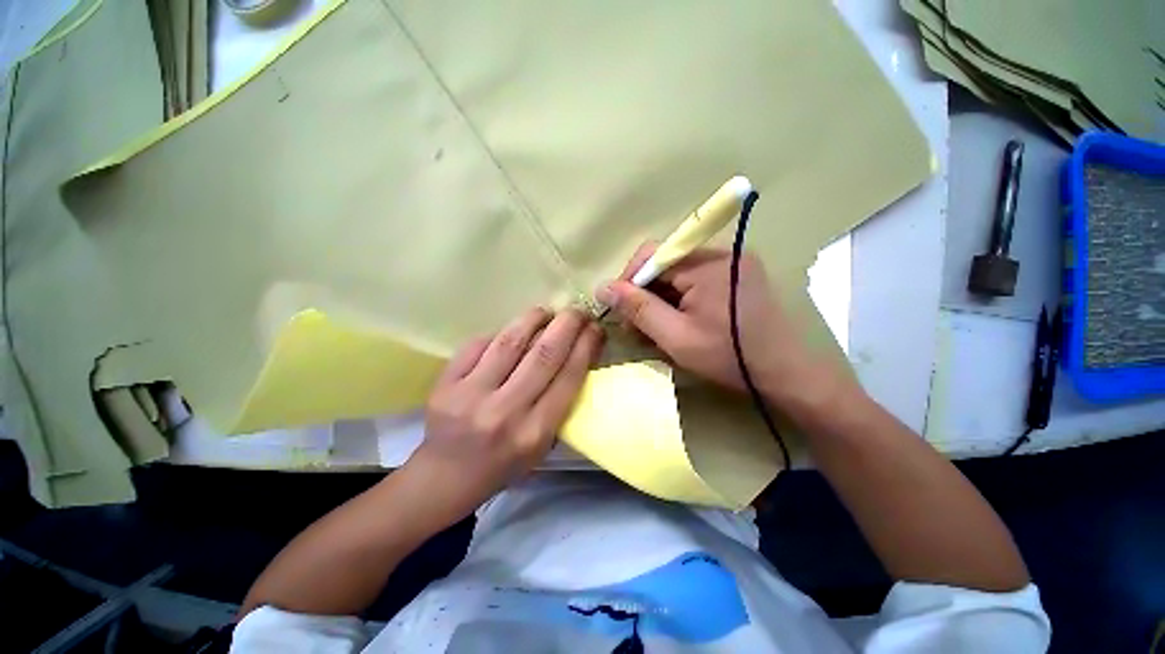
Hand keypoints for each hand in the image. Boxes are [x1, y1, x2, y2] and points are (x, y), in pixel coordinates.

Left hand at [411, 307, 603, 508]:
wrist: (447, 475)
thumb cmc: (505, 463)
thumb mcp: (544, 445)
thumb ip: (560, 403)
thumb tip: (576, 354)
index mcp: (534, 432)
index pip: (569, 377)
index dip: (586, 346)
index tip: (595, 328)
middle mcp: (505, 412)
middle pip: (544, 354)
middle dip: (567, 325)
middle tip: (577, 311)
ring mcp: (471, 395)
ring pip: (511, 342)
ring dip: (534, 319)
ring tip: (547, 311)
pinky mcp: (446, 383)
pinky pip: (479, 344)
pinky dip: (501, 332)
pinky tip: (513, 330)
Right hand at [596, 243, 850, 412]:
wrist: (788, 374)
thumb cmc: (729, 357)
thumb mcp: (675, 337)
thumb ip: (638, 309)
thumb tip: (603, 287)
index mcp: (707, 264)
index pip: (652, 255)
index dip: (629, 280)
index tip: (619, 310)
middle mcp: (721, 254)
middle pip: (666, 264)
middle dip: (645, 295)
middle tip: (636, 328)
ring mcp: (732, 264)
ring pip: (679, 275)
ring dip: (661, 300)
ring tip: (655, 331)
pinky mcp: (738, 277)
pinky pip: (696, 282)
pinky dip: (680, 301)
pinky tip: (677, 324)